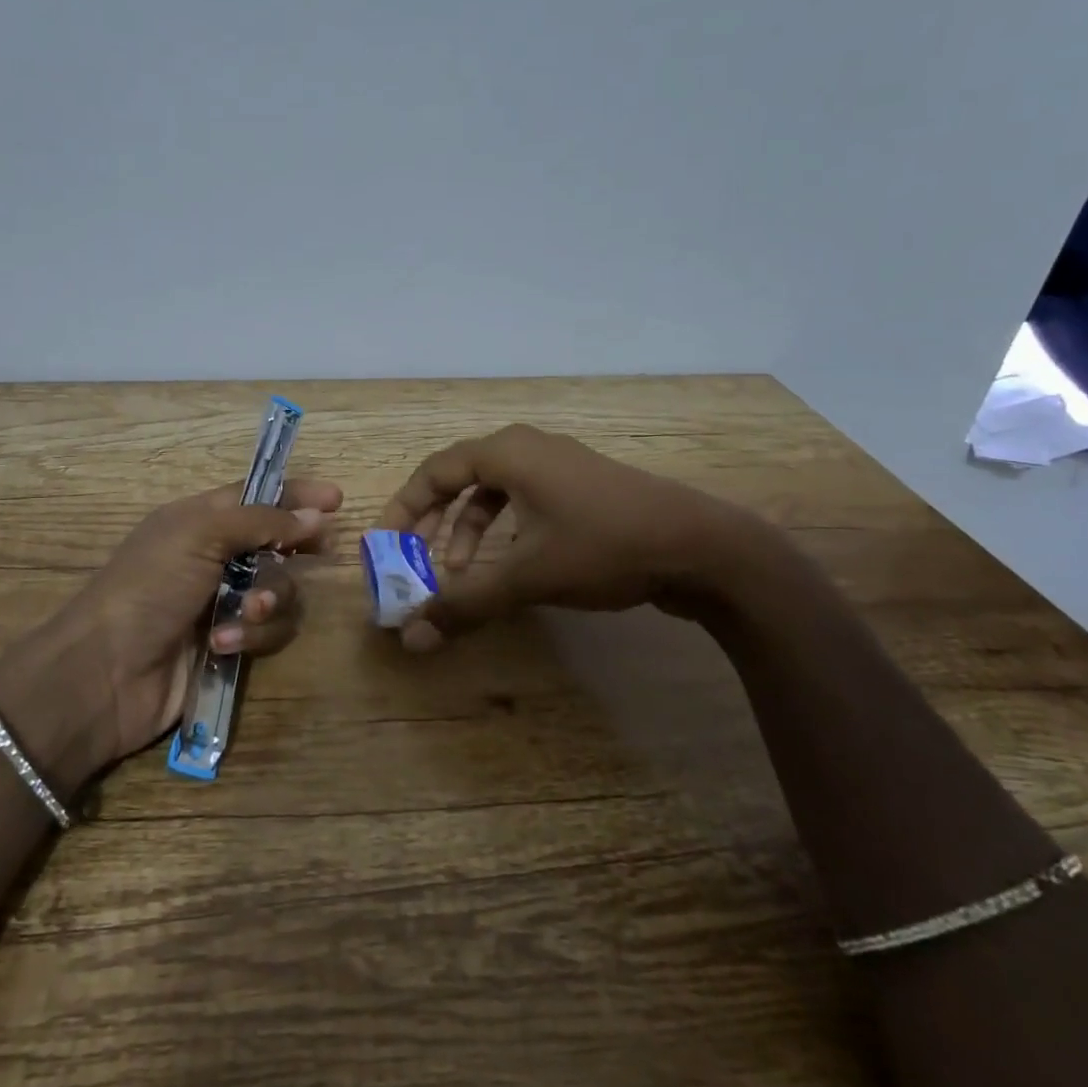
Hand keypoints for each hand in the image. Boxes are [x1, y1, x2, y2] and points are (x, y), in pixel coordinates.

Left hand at [2, 478, 342, 771]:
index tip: (335, 499)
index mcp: (200, 520)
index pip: (258, 496)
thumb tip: (315, 515)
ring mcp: (224, 604)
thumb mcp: (200, 535)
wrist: (106, 673)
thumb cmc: (148, 587)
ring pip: (281, 591)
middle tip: (318, 550)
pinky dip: (253, 637)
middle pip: (278, 542)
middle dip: (296, 547)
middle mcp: (216, 558)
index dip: (296, 494)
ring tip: (248, 613)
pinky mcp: (231, 646)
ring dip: (271, 600)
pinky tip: (224, 645)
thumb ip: (261, 521)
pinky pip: (269, 633)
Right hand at [378, 424, 761, 649]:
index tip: (385, 545)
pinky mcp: (582, 488)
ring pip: (494, 491)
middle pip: (460, 477)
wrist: (702, 547)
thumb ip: (465, 604)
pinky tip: (512, 564)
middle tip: (416, 558)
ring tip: (464, 572)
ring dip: (470, 529)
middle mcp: (528, 448)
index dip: (402, 508)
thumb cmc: (604, 547)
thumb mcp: (528, 577)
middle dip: (433, 520)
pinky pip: (524, 500)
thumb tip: (410, 638)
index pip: (434, 471)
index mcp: (507, 453)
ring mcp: (560, 466)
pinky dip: (504, 530)